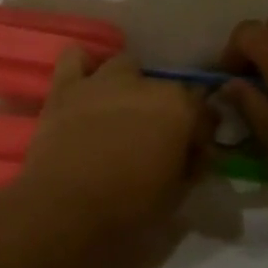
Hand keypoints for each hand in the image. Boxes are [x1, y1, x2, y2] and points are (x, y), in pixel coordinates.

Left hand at [12, 49, 208, 236]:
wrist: (63, 209)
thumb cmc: (128, 208)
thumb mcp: (176, 196)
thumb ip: (191, 167)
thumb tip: (194, 155)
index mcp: (179, 109)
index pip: (204, 113)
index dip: (200, 135)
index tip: (193, 156)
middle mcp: (145, 85)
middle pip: (167, 89)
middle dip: (166, 112)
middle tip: (154, 141)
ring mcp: (104, 81)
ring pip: (126, 66)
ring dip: (129, 85)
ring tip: (121, 112)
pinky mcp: (66, 88)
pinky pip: (76, 58)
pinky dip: (84, 68)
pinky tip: (86, 86)